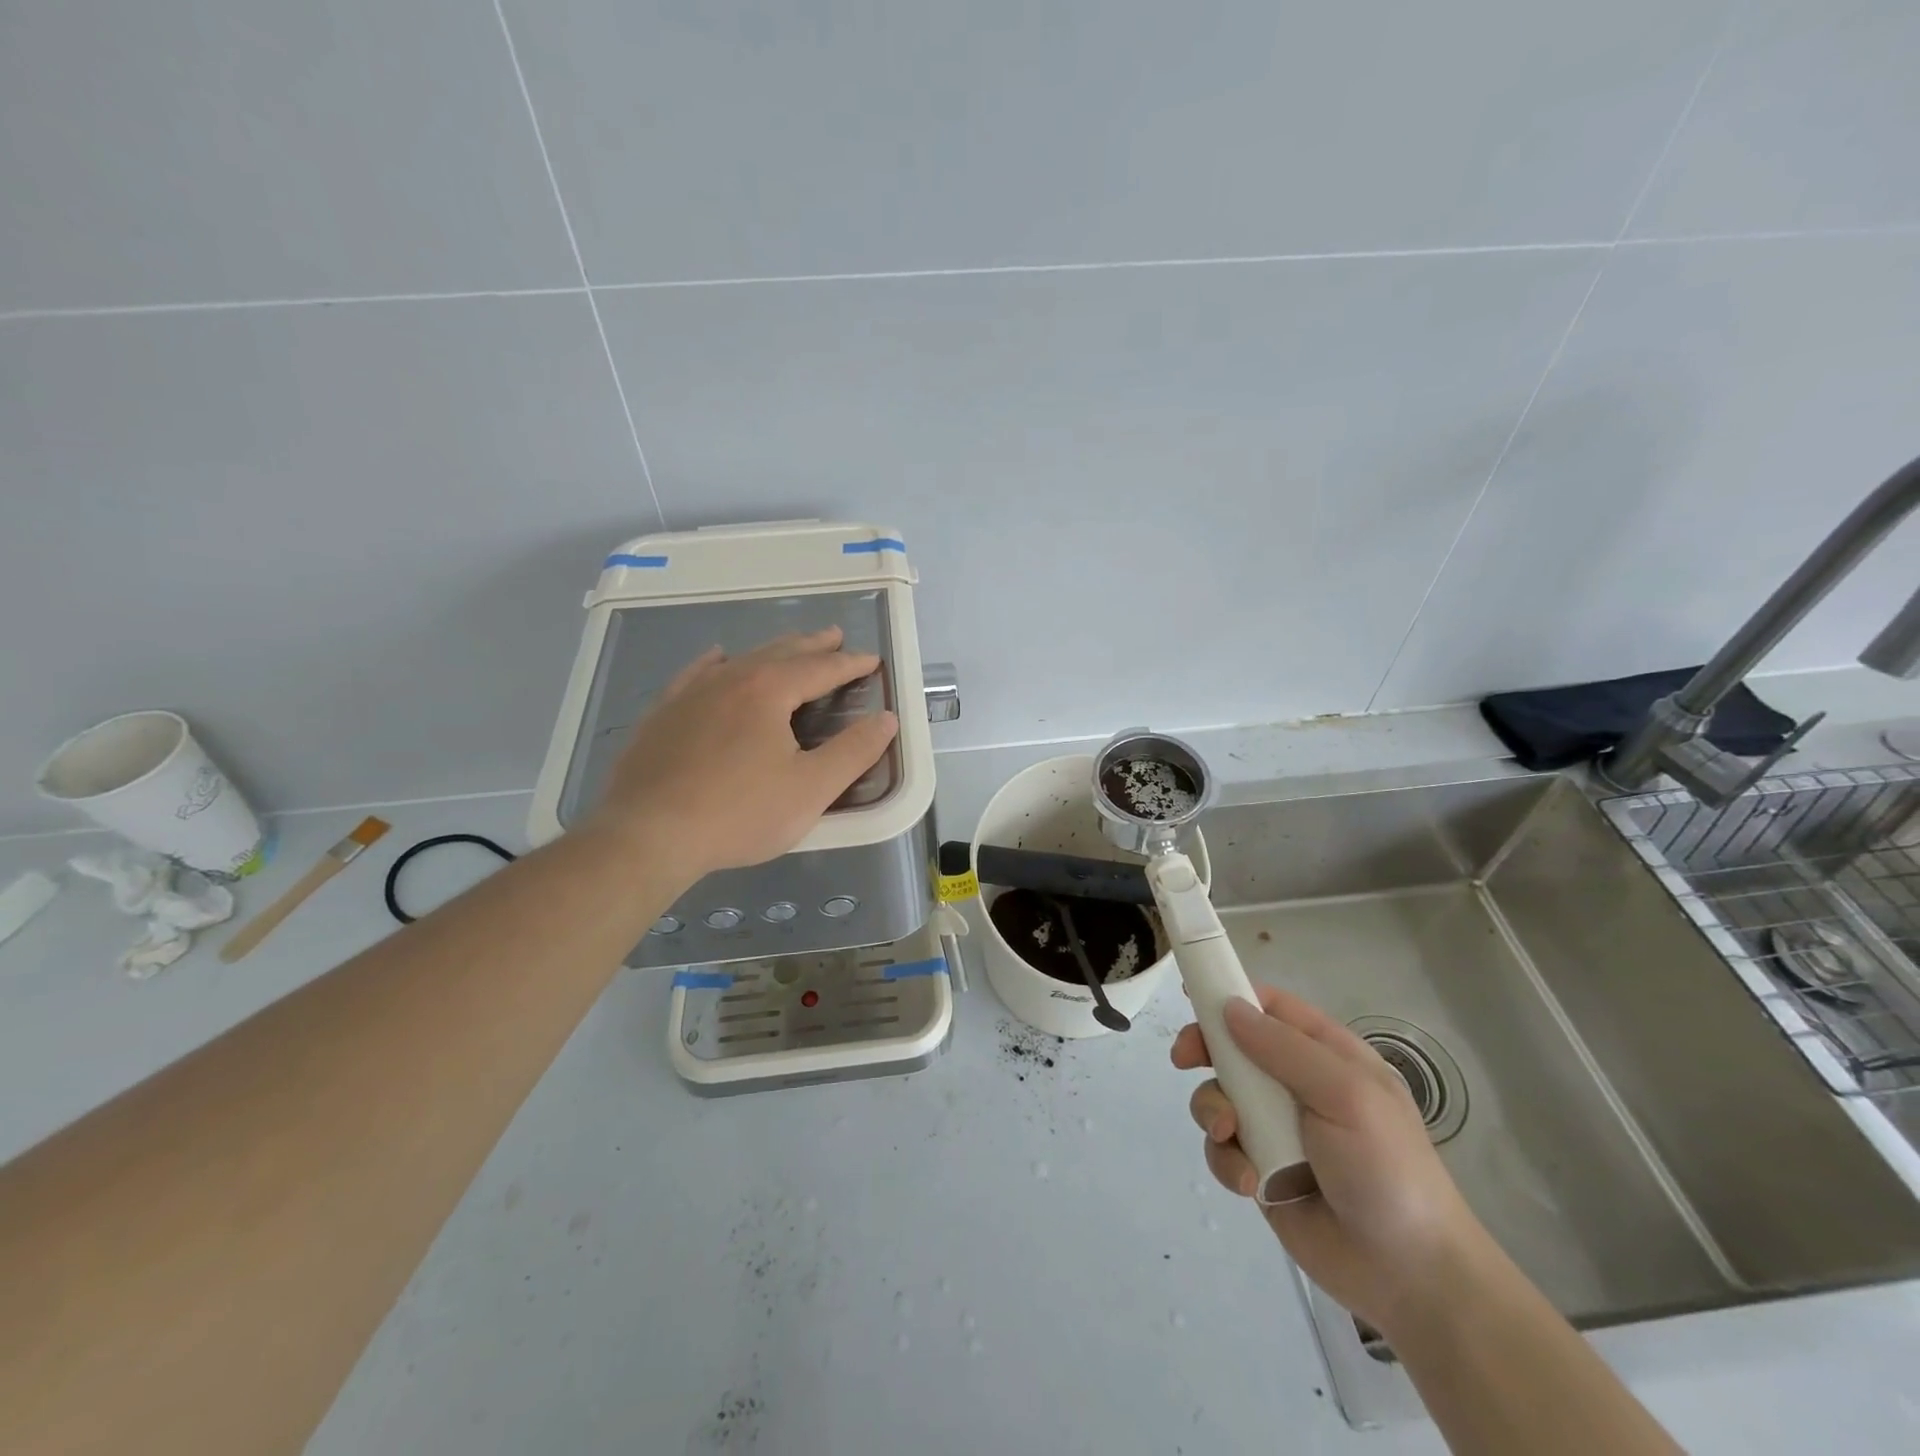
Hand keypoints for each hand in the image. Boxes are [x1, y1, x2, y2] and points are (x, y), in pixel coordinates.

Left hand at [586, 628, 898, 880]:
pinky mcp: (663, 714)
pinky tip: (716, 658)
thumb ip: (854, 751)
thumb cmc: (739, 813)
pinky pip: (695, 674)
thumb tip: (886, 719)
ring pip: (741, 660)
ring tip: (789, 647)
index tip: (871, 660)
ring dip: (772, 651)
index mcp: (769, 690)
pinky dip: (715, 663)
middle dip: (812, 646)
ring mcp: (690, 694)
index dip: (850, 664)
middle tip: (835, 636)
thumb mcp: (812, 789)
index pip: (820, 668)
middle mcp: (730, 679)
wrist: (647, 835)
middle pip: (780, 653)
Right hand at [1172, 986, 1491, 1336]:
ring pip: (1219, 1096)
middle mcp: (1296, 1085)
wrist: (1409, 1275)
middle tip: (1184, 1060)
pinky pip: (1222, 1148)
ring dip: (1213, 1111)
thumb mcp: (1347, 1095)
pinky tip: (1249, 1182)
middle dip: (1205, 1051)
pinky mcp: (1260, 1169)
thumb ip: (1285, 1048)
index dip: (1231, 996)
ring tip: (1229, 1134)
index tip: (1192, 999)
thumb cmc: (1387, 1169)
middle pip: (1233, 1047)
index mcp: (1326, 1055)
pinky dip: (1226, 1160)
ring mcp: (1276, 1128)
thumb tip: (1229, 1007)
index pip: (1271, 1007)